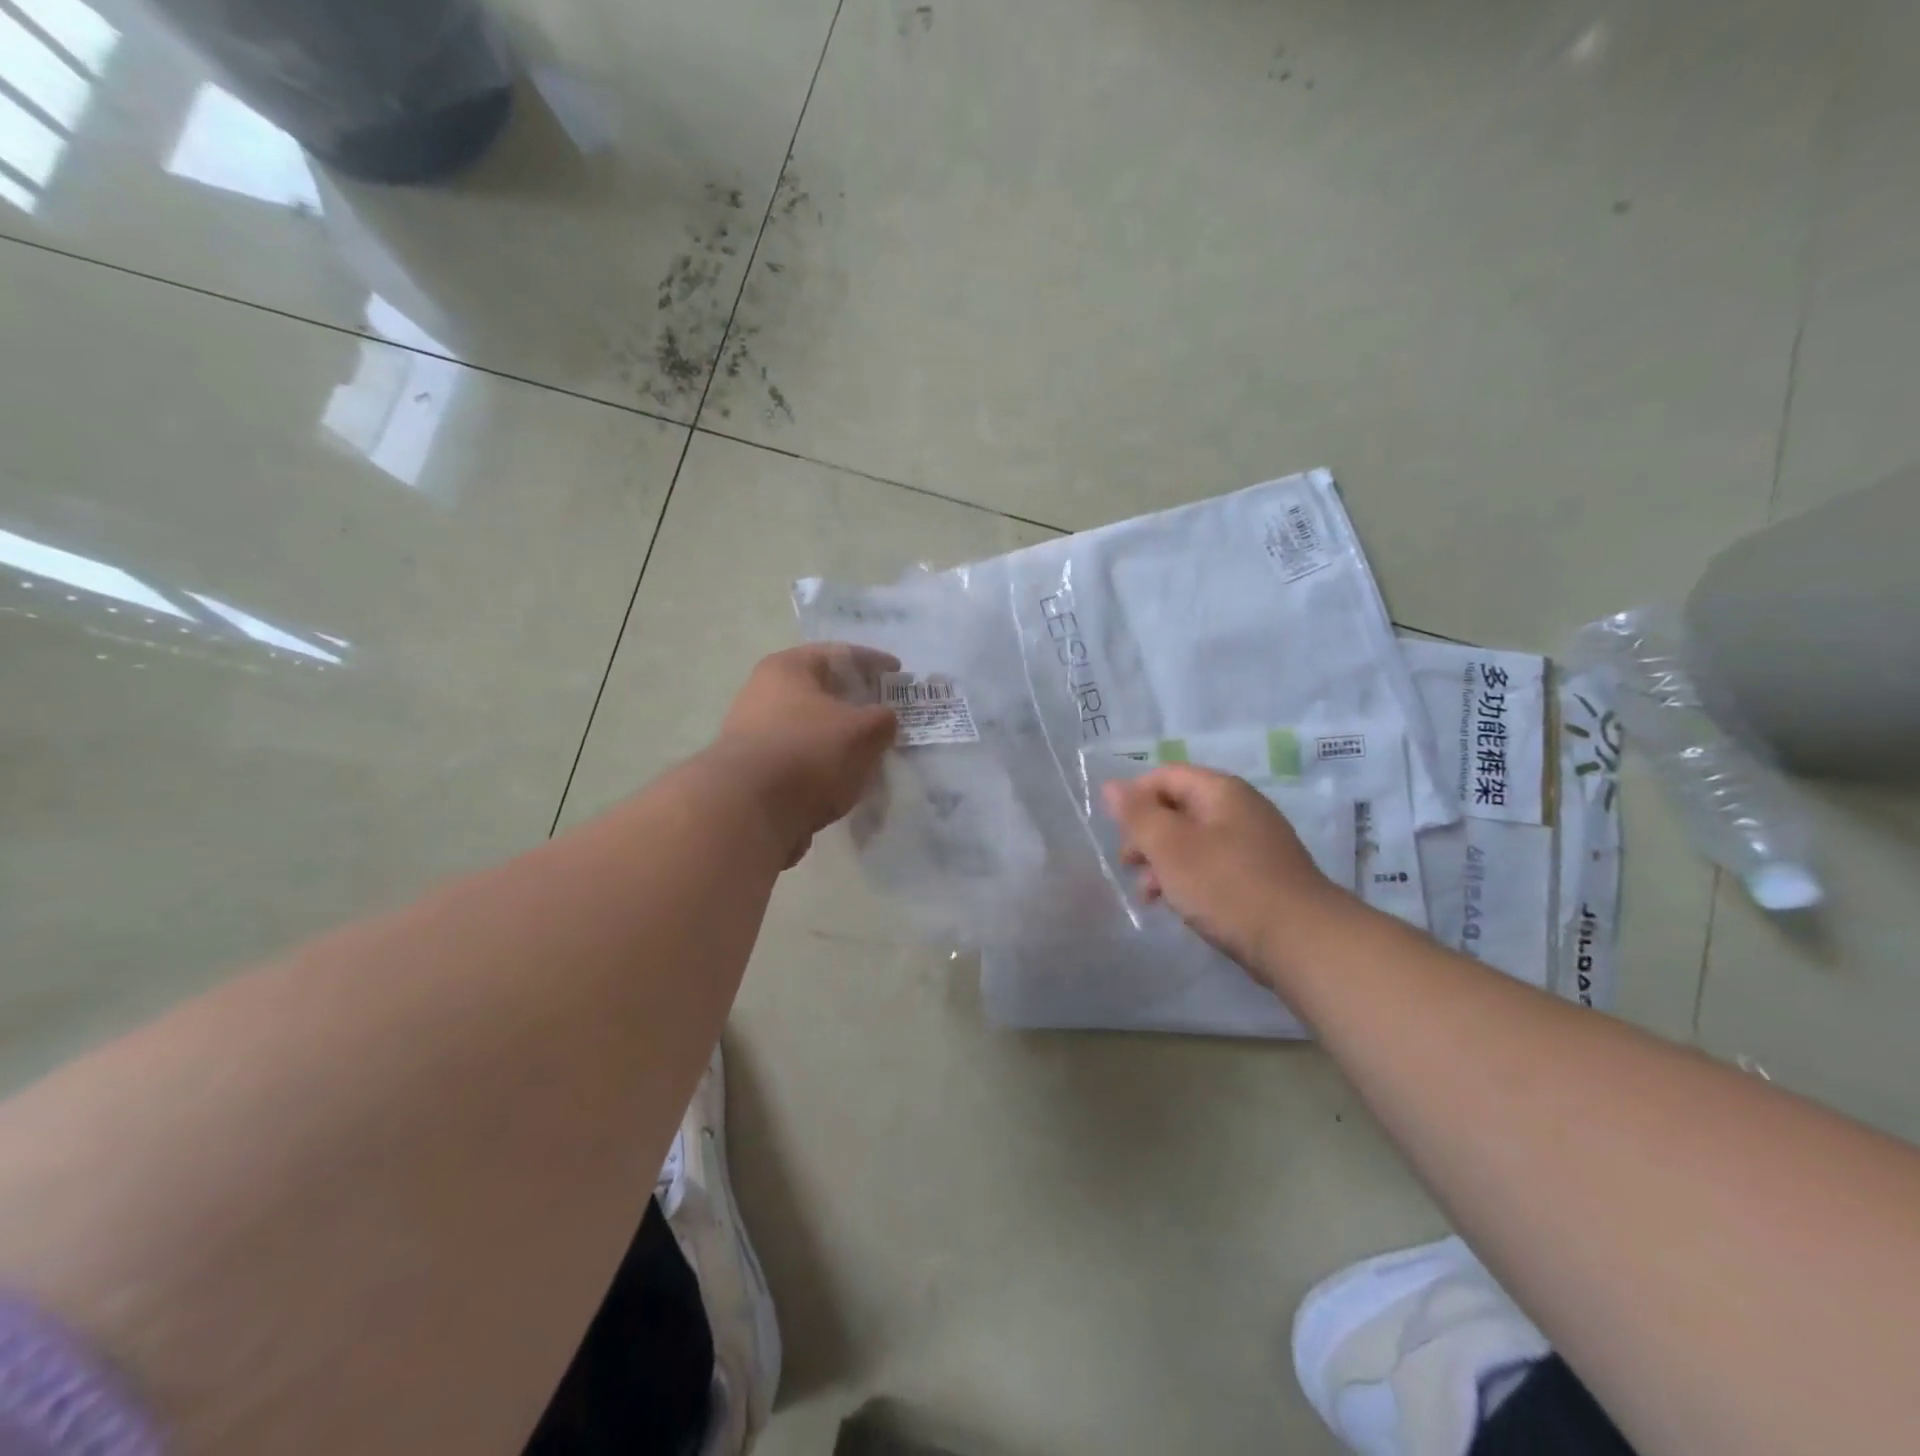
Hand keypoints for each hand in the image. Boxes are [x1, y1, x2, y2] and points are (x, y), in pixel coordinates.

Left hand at [717, 644, 899, 864]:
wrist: (747, 811)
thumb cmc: (809, 752)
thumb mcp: (863, 731)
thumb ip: (882, 720)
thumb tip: (883, 720)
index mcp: (788, 668)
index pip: (840, 654)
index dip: (874, 662)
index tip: (898, 674)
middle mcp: (762, 692)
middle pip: (821, 691)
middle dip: (855, 704)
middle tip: (884, 717)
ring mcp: (752, 733)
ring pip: (810, 729)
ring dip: (838, 740)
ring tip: (867, 755)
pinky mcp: (752, 772)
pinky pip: (798, 760)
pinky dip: (821, 767)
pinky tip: (841, 783)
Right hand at [1101, 765, 1350, 981]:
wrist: (1300, 941)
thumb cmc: (1226, 885)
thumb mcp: (1170, 846)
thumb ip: (1137, 814)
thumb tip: (1111, 785)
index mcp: (1221, 791)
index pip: (1165, 776)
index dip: (1134, 798)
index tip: (1117, 832)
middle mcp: (1240, 809)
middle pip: (1178, 808)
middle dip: (1146, 835)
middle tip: (1127, 865)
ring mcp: (1253, 843)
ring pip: (1192, 841)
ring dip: (1162, 862)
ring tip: (1147, 894)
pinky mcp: (1259, 876)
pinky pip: (1212, 866)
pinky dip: (1188, 879)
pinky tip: (1176, 905)